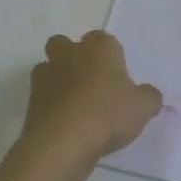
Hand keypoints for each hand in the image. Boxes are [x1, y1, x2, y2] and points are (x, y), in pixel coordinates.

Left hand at [20, 31, 162, 171]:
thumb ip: (149, 97)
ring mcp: (46, 76)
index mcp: (99, 47)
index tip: (117, 76)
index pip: (103, 38)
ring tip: (74, 105)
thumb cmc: (108, 114)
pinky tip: (64, 124)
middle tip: (89, 82)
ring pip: (48, 68)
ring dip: (57, 80)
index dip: (109, 55)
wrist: (63, 142)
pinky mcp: (30, 101)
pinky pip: (41, 96)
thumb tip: (149, 96)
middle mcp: (70, 54)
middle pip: (65, 44)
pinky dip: (50, 105)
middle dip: (73, 57)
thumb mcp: (143, 107)